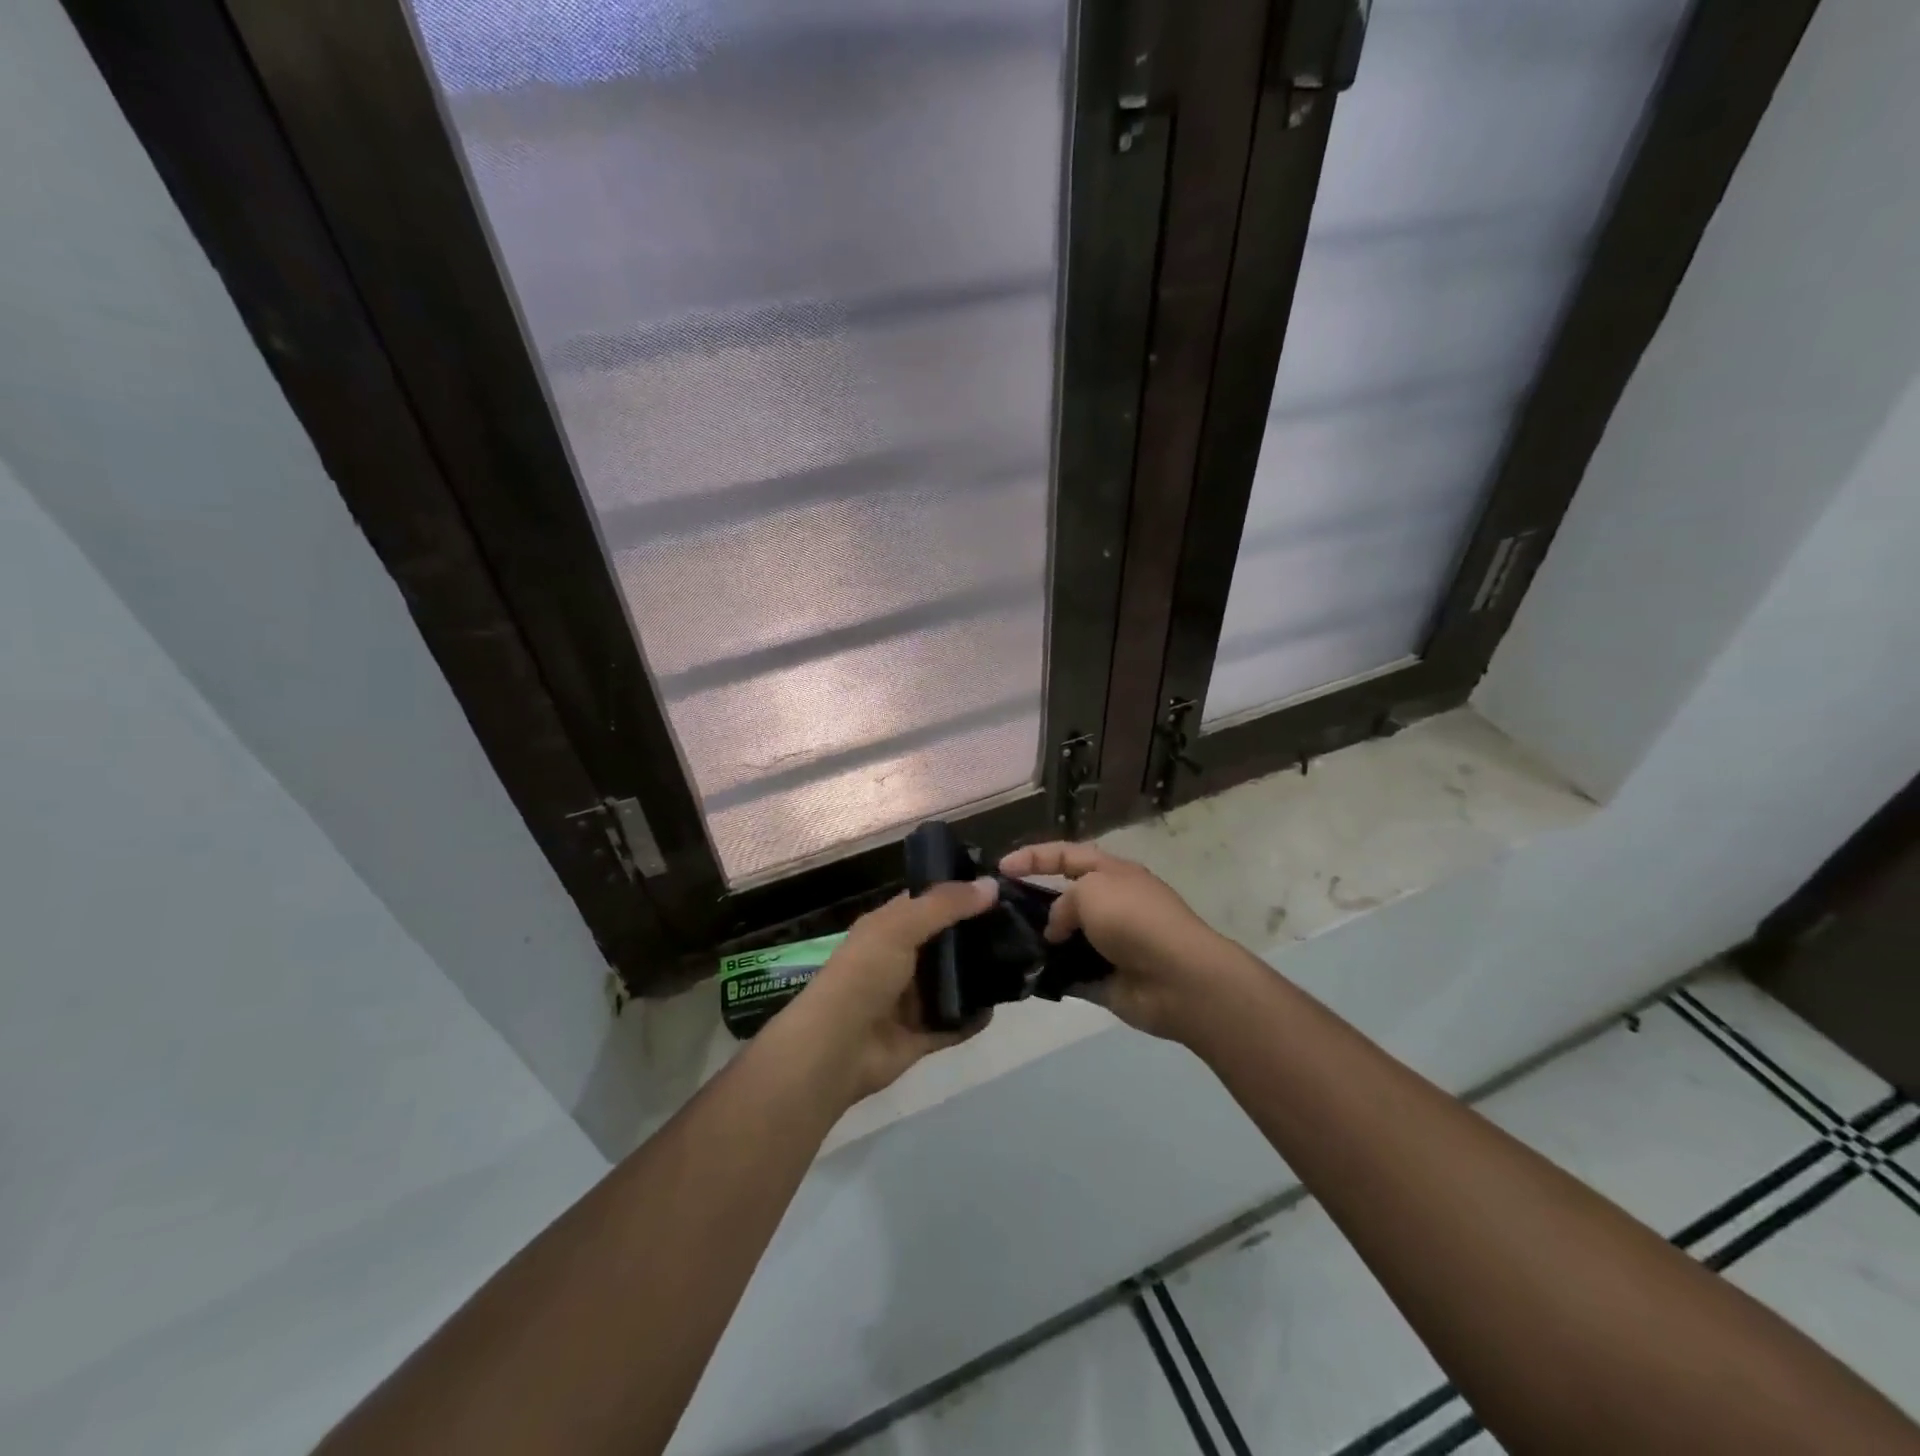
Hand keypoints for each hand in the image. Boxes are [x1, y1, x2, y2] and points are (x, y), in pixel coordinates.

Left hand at [782, 879, 999, 1101]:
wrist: (837, 1048)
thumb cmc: (864, 975)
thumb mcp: (901, 927)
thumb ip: (946, 905)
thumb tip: (992, 884)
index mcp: (889, 927)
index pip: (928, 901)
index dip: (959, 892)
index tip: (1001, 886)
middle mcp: (900, 958)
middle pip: (945, 941)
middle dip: (977, 933)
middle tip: (1022, 925)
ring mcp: (911, 999)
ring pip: (953, 982)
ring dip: (979, 975)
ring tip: (1021, 961)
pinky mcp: (921, 1034)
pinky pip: (955, 1022)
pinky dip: (975, 1018)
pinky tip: (1000, 1006)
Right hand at [998, 842, 1232, 1041]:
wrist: (1179, 980)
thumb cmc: (1135, 920)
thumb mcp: (1091, 891)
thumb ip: (1061, 903)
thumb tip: (1057, 931)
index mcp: (1111, 873)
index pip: (1065, 855)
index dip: (1033, 857)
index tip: (1000, 868)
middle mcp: (1110, 904)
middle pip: (1063, 896)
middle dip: (1031, 900)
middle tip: (997, 910)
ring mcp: (1108, 943)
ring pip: (1063, 937)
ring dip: (1038, 940)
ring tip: (1003, 944)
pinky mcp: (1104, 979)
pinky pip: (1068, 973)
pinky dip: (1049, 974)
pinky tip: (1023, 975)